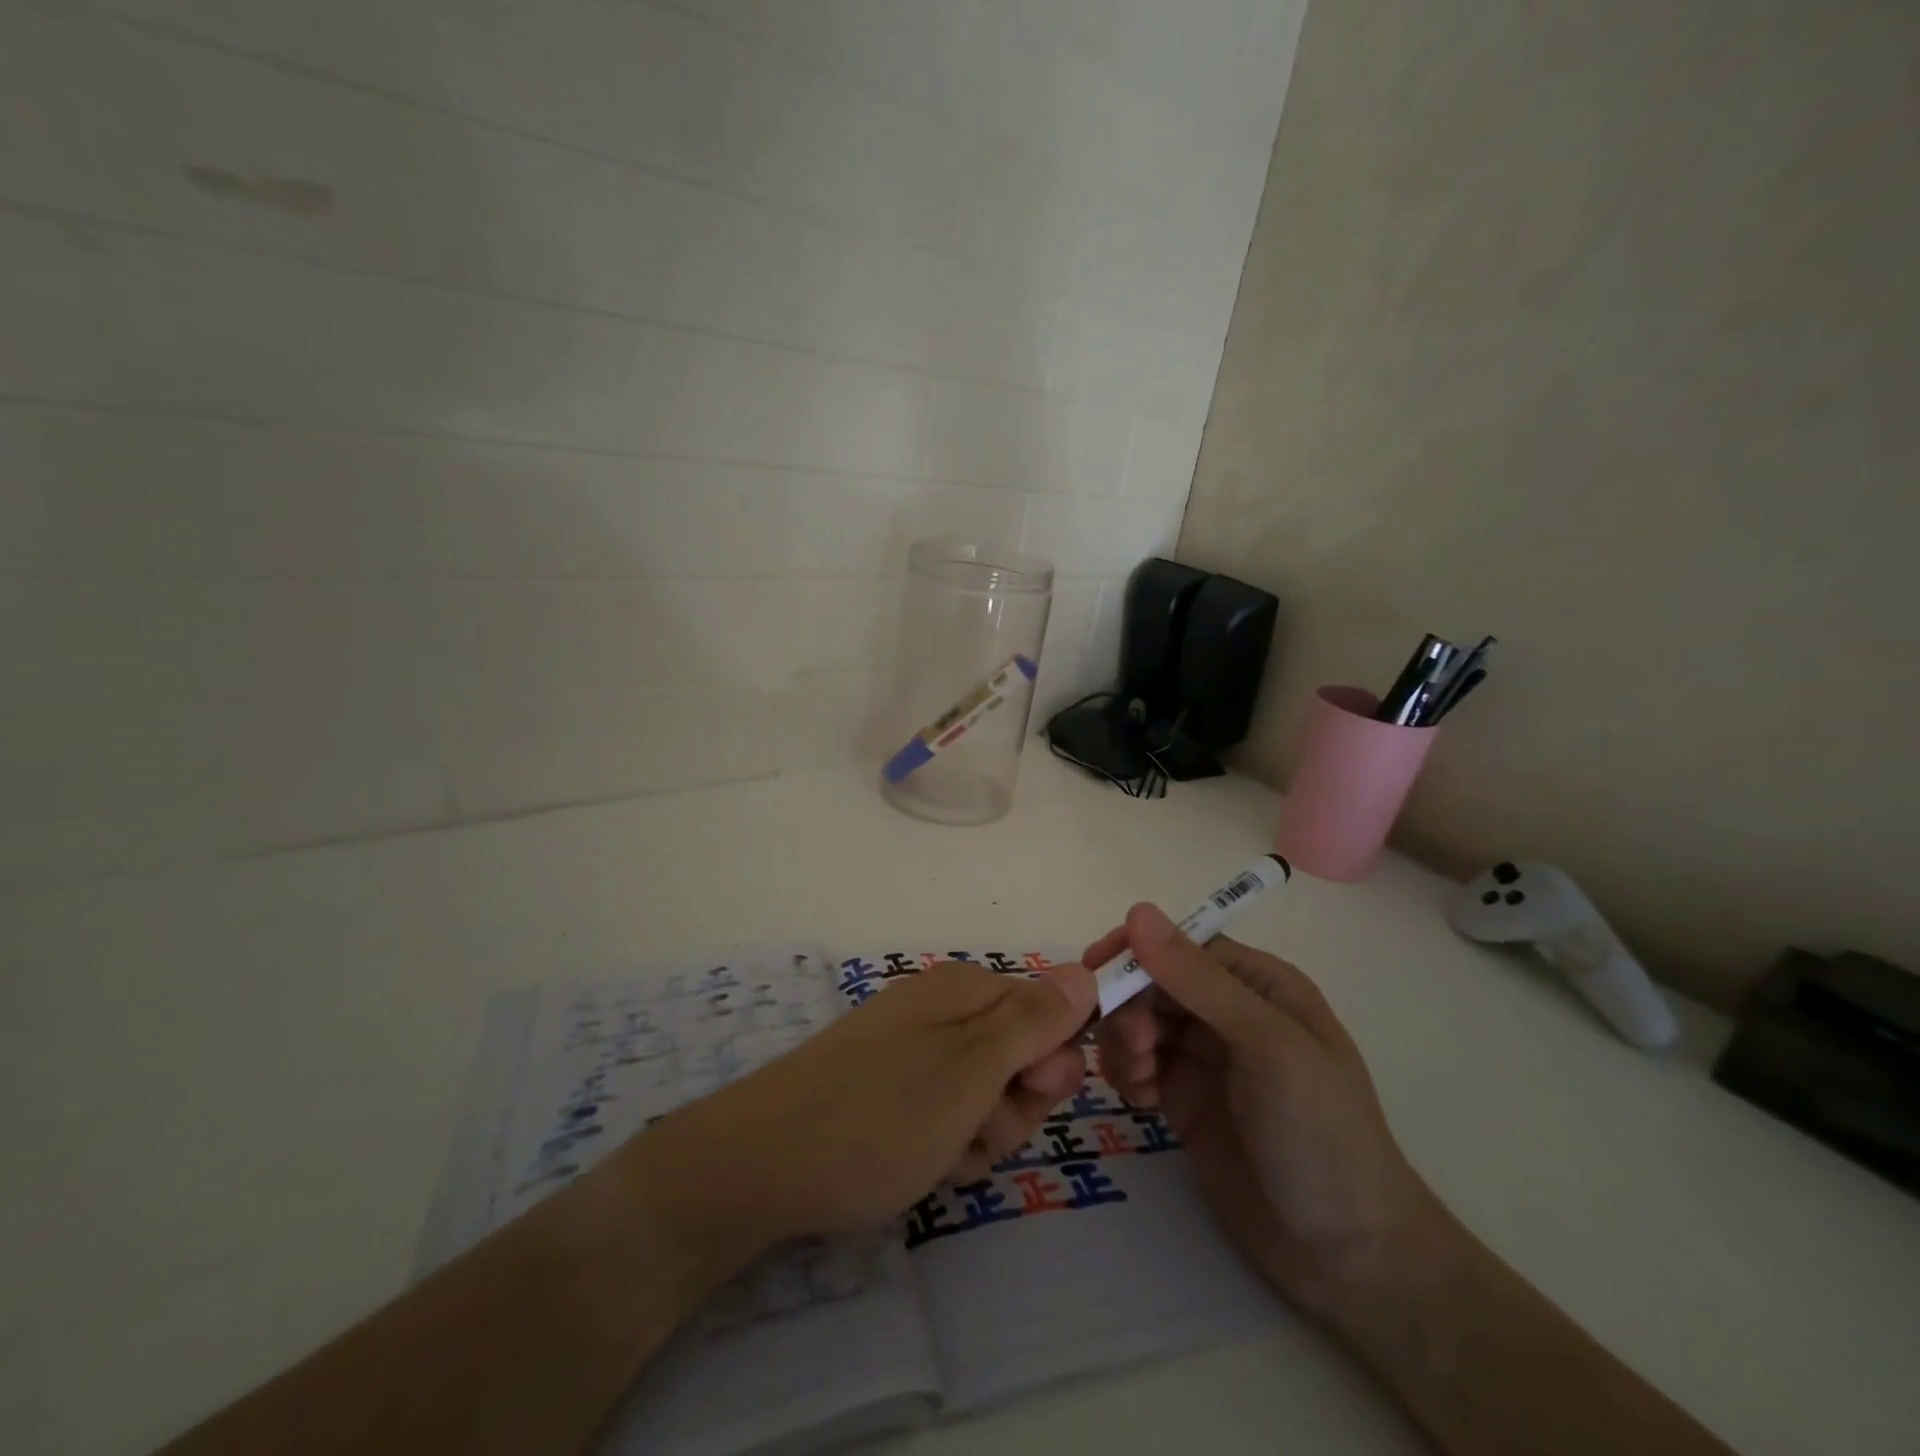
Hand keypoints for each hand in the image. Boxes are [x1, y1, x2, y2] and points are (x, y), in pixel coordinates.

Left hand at [618, 960, 1095, 1254]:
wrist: (763, 1164)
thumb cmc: (882, 1113)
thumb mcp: (972, 1069)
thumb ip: (1035, 1021)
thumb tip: (1086, 971)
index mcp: (967, 991)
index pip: (1050, 1011)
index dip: (1054, 1059)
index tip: (1034, 1093)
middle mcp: (943, 1012)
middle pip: (1020, 1058)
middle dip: (1013, 1106)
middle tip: (976, 1130)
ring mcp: (914, 1052)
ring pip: (986, 1097)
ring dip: (978, 1135)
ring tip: (940, 1155)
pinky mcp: (891, 1091)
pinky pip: (946, 1117)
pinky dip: (944, 1147)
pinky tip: (918, 1166)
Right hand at [1089, 904, 1439, 1318]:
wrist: (1348, 1257)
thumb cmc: (1320, 1132)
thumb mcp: (1266, 1045)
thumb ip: (1199, 980)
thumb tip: (1137, 911)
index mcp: (1258, 985)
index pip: (1182, 946)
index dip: (1139, 952)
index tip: (1096, 970)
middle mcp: (1228, 1013)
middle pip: (1153, 983)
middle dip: (1130, 1006)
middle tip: (1134, 1049)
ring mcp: (1205, 1058)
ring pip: (1138, 1021)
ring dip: (1123, 1041)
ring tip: (1139, 1081)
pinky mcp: (1185, 1100)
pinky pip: (1137, 1065)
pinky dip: (1127, 1074)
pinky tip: (1142, 1102)